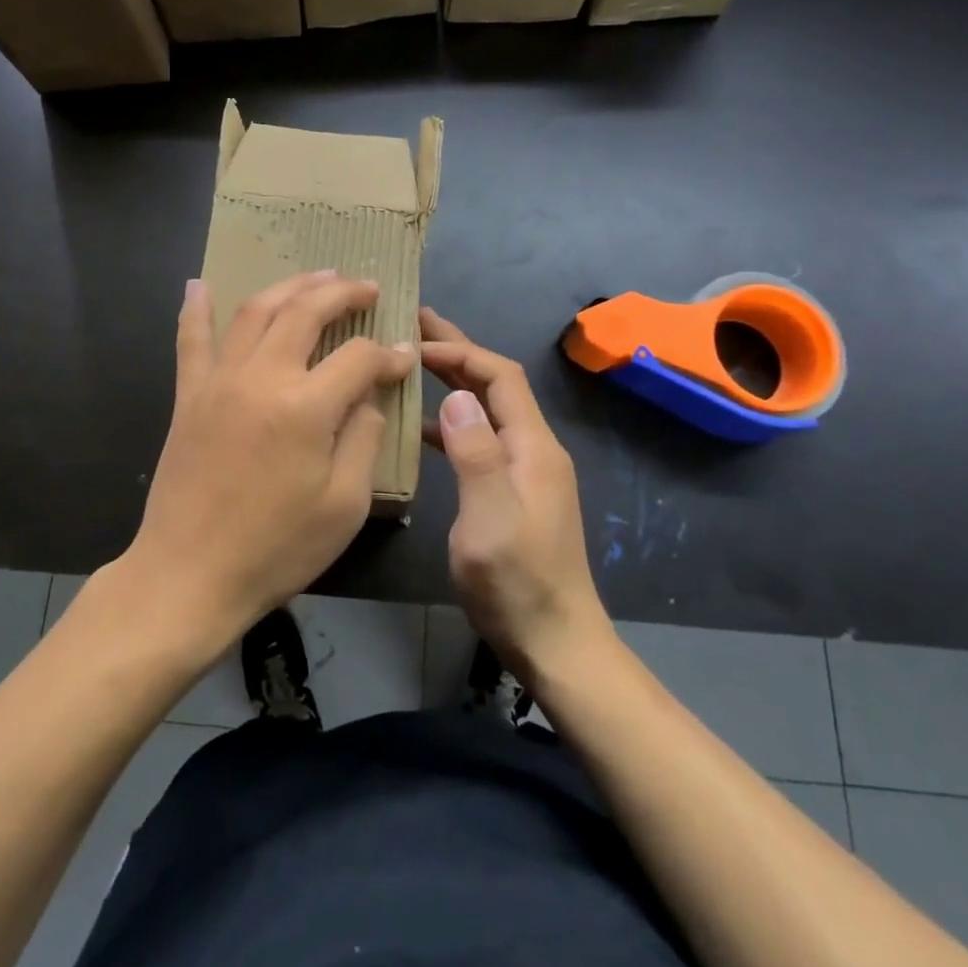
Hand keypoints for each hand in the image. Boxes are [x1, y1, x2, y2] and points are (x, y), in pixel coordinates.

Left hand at [120, 272, 415, 659]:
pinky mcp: (189, 396)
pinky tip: (200, 285)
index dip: (388, 356)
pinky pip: (192, 341)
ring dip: (290, 287)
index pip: (358, 358)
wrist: (189, 575)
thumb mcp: (344, 505)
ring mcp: (219, 381)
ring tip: (318, 276)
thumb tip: (368, 394)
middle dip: (343, 293)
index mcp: (305, 407)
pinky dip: (196, 309)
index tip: (404, 359)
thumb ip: (362, 437)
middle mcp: (261, 377)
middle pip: (305, 312)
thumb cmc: (276, 548)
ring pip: (256, 312)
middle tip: (368, 287)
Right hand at [420, 307, 609, 676]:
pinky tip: (423, 426)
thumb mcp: (490, 520)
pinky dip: (454, 421)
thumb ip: (476, 455)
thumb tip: (456, 395)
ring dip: (454, 382)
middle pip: (497, 384)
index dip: (460, 351)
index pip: (500, 376)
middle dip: (459, 351)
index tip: (415, 342)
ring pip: (488, 409)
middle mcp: (534, 449)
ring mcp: (526, 471)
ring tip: (412, 363)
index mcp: (533, 447)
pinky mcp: (514, 491)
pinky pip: (482, 439)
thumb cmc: (517, 583)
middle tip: (415, 324)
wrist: (555, 642)